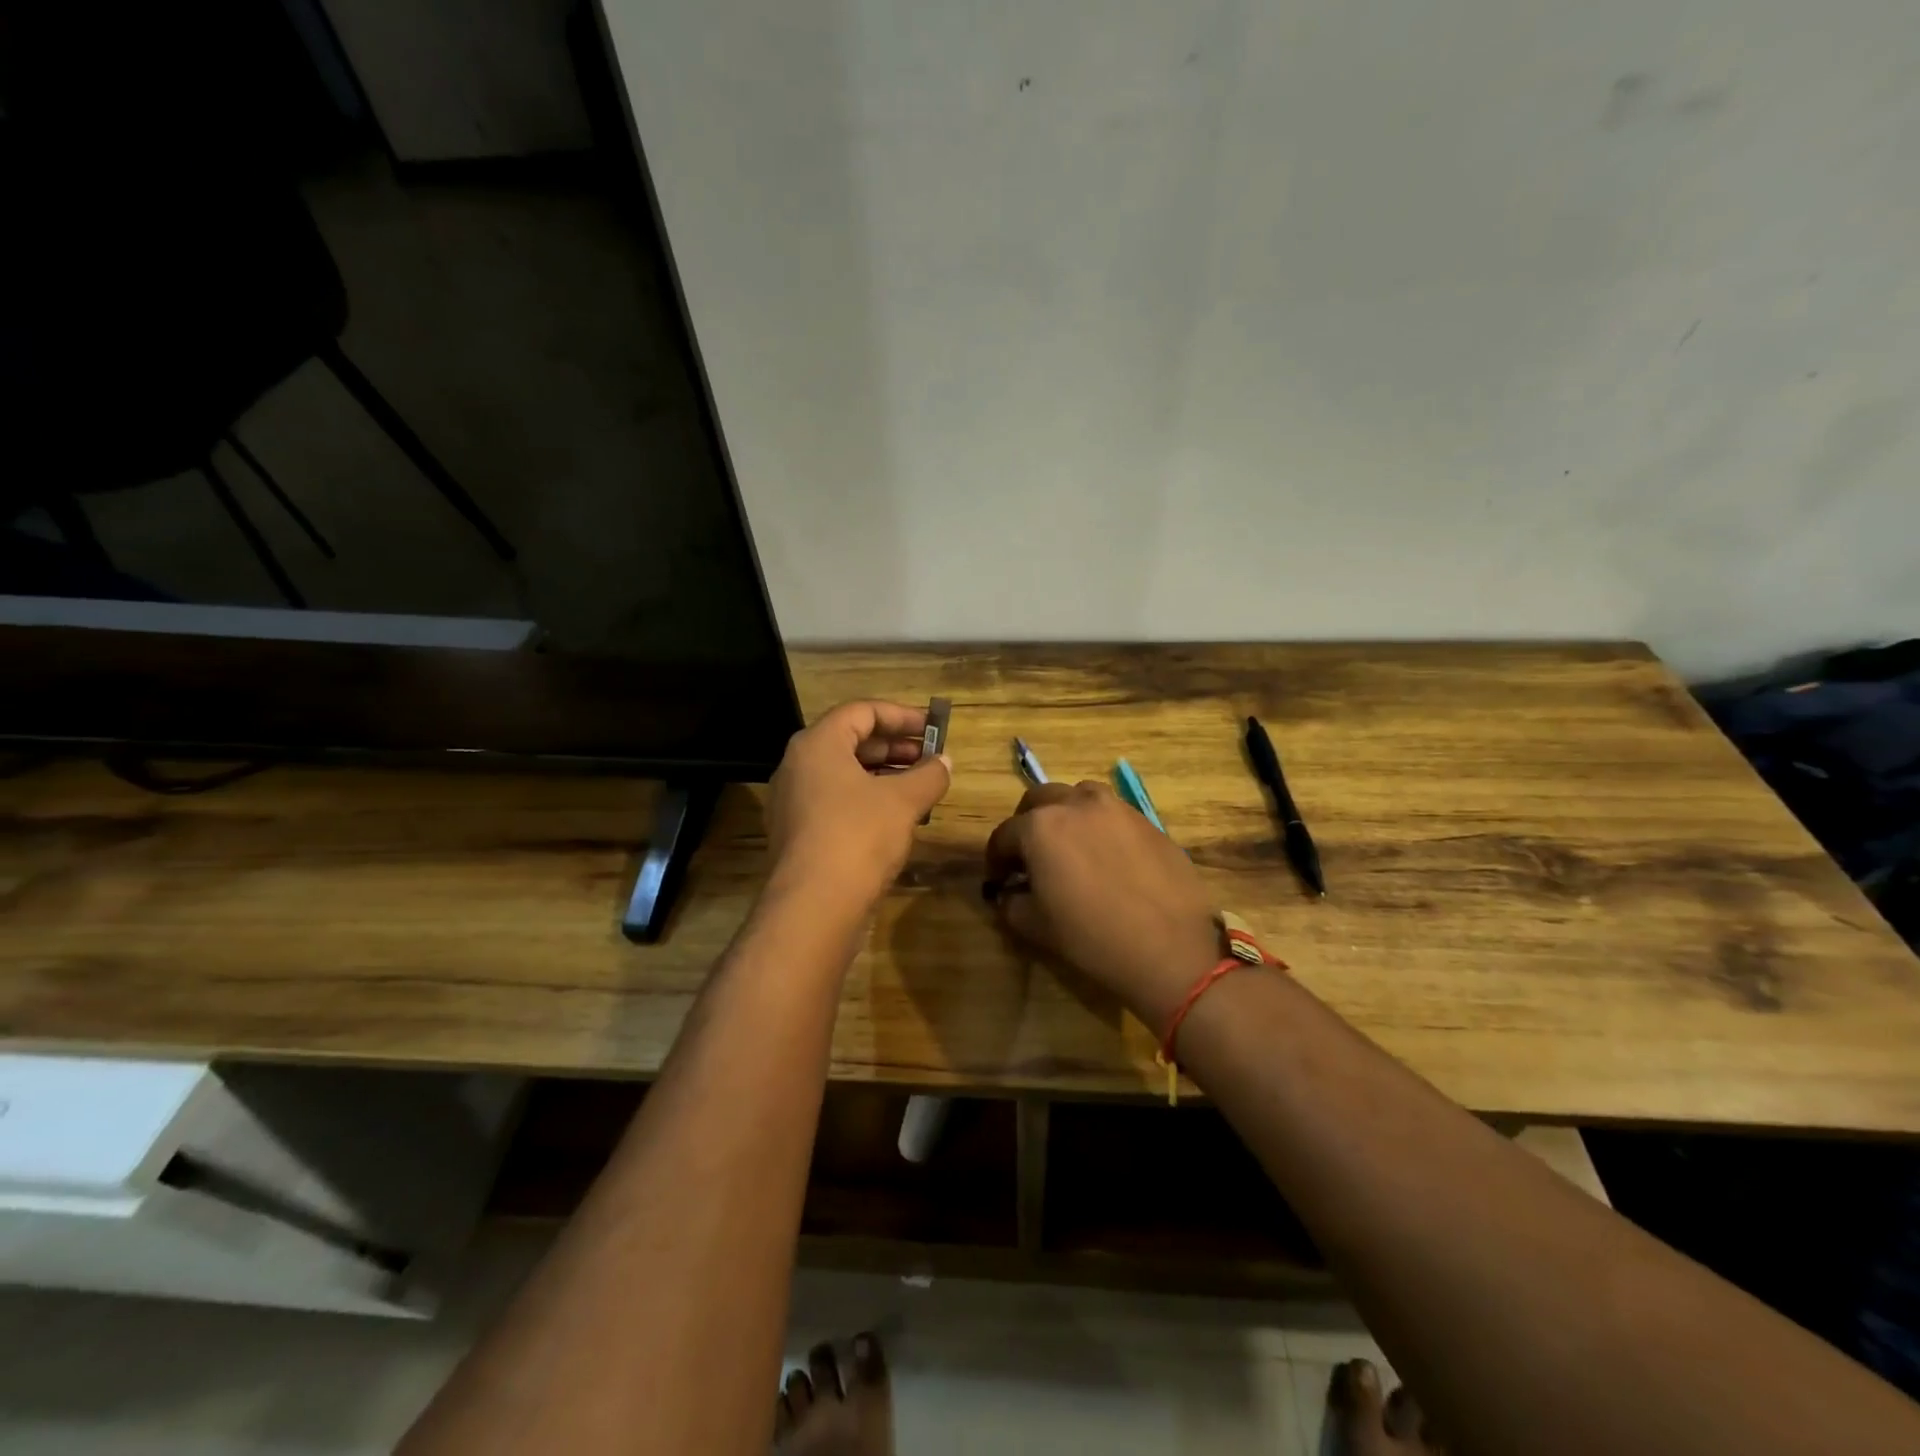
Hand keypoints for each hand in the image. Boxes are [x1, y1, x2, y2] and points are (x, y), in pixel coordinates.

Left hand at [765, 700, 950, 914]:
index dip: (901, 716)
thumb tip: (944, 763)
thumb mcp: (903, 801)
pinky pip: (836, 802)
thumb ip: (929, 775)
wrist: (813, 907)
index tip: (933, 728)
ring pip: (844, 775)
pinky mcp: (798, 834)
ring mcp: (794, 802)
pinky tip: (897, 819)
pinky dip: (868, 800)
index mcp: (817, 745)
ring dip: (884, 776)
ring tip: (921, 788)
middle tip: (931, 758)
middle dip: (895, 748)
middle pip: (851, 741)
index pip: (861, 711)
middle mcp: (798, 766)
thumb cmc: (858, 836)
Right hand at [985, 781, 1220, 1027]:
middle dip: (1026, 824)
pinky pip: (1112, 814)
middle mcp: (1076, 804)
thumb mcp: (1036, 926)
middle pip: (1039, 800)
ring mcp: (1116, 808)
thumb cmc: (1093, 938)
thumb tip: (1010, 892)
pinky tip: (1107, 858)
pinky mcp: (1148, 820)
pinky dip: (1098, 826)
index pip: (1004, 835)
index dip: (995, 859)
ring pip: (1079, 796)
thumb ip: (1011, 902)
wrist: (1171, 950)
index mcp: (1040, 826)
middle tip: (1029, 856)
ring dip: (1065, 814)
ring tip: (1069, 846)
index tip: (998, 880)